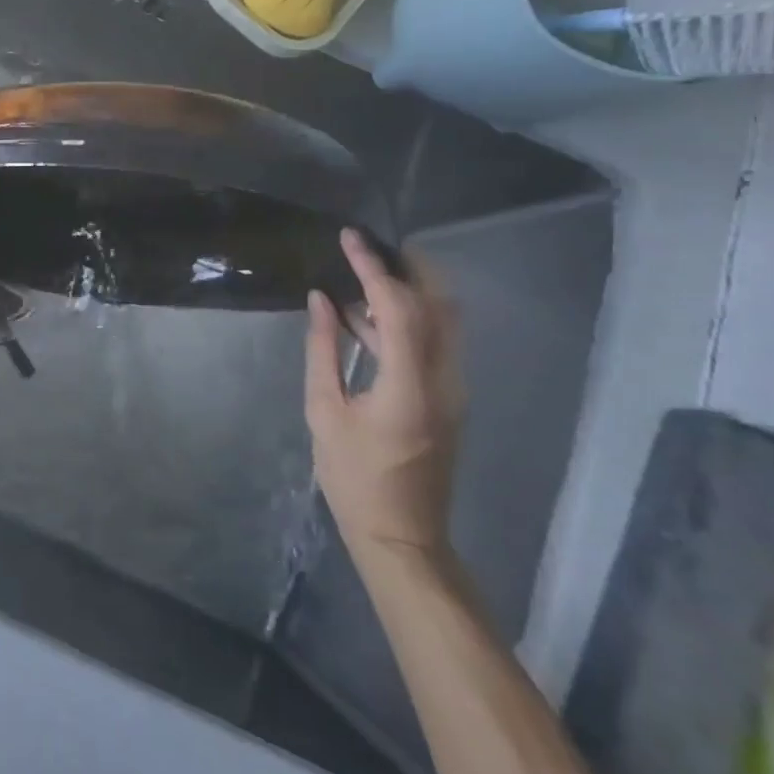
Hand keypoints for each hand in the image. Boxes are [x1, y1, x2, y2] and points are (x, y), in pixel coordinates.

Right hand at [304, 229, 465, 561]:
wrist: (402, 535)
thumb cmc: (354, 477)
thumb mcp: (323, 411)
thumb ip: (322, 350)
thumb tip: (319, 301)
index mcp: (408, 384)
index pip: (398, 307)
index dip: (372, 268)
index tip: (349, 238)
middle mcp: (444, 380)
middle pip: (439, 305)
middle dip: (409, 267)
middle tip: (370, 245)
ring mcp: (454, 390)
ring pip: (443, 322)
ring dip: (409, 291)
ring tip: (361, 275)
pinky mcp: (450, 399)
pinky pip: (436, 342)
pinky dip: (408, 318)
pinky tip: (366, 318)